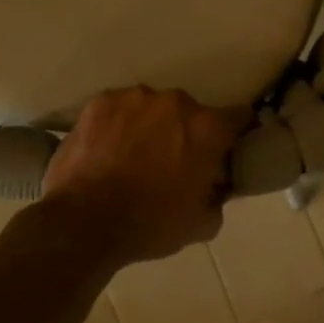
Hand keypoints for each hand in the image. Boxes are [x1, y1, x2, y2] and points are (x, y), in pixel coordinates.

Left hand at [40, 88, 250, 265]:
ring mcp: (135, 98)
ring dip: (149, 126)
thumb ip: (218, 197)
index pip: (238, 117)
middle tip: (171, 162)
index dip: (236, 133)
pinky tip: (106, 150)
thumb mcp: (201, 224)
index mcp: (208, 129)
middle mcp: (176, 102)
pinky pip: (118, 109)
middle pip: (190, 113)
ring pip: (152, 108)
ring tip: (131, 157)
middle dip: (185, 133)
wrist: (84, 222)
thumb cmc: (151, 225)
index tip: (226, 149)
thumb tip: (216, 187)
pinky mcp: (100, 102)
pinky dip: (117, 125)